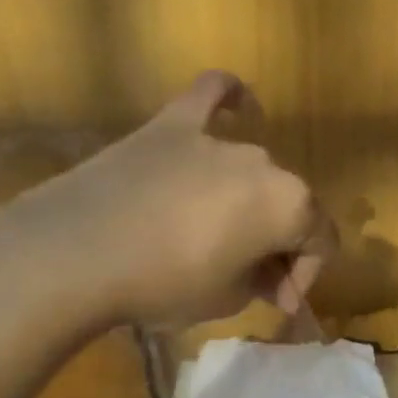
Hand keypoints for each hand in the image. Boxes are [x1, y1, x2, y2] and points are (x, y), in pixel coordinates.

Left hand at [26, 71, 332, 327]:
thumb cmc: (163, 284)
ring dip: (249, 202)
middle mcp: (263, 162)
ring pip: (253, 169)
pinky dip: (230, 100)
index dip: (305, 276)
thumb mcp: (225, 300)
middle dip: (277, 244)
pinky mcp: (171, 125)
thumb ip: (261, 283)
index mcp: (290, 204)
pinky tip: (239, 105)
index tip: (277, 301)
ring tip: (221, 233)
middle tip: (249, 279)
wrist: (77, 252)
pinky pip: (212, 96)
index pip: (320, 240)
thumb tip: (269, 277)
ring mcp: (216, 138)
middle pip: (288, 204)